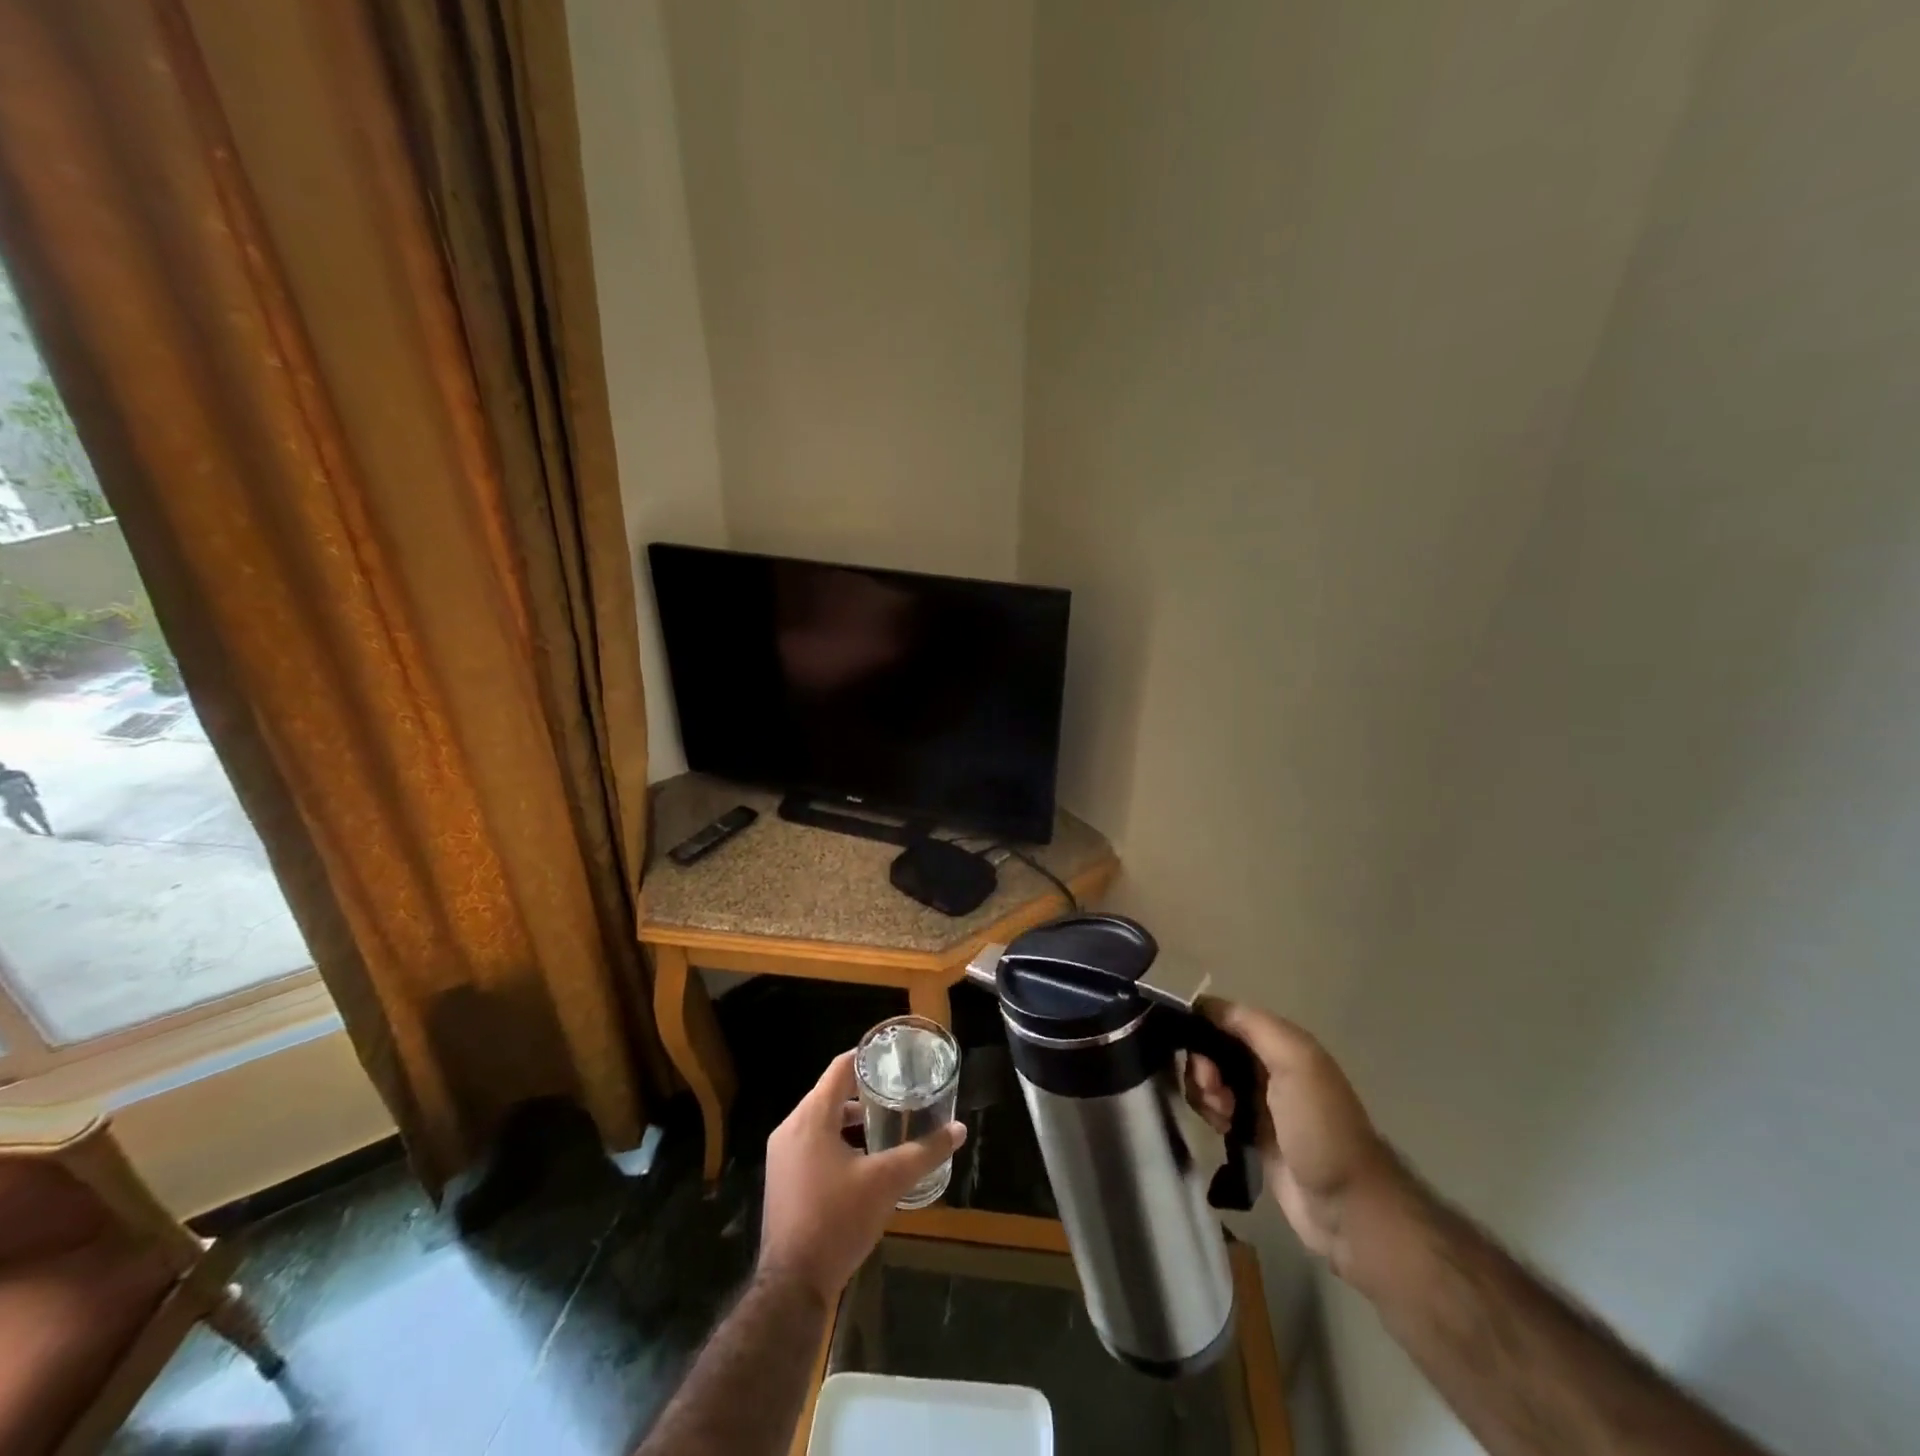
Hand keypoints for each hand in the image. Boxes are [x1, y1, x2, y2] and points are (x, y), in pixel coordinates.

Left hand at [758, 1049, 967, 1303]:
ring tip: (886, 1125)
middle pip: (829, 1094)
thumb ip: (923, 1153)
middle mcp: (790, 1128)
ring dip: (850, 1119)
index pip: (839, 1068)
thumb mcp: (887, 1182)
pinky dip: (836, 1140)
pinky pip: (811, 1144)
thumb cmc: (837, 1220)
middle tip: (898, 1091)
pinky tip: (862, 1160)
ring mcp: (781, 1156)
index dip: (867, 1057)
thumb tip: (959, 1130)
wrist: (791, 1286)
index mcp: (811, 1117)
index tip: (894, 1056)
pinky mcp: (782, 1179)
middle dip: (863, 1091)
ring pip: (820, 1121)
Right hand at [1185, 1000, 1397, 1275]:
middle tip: (1213, 1090)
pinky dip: (1209, 1111)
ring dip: (1204, 1091)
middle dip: (1203, 1064)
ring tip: (1221, 1115)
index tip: (1196, 1051)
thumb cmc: (1320, 1127)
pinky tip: (1220, 1127)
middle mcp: (1268, 1065)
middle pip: (1214, 1047)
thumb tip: (1205, 1006)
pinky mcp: (1250, 1132)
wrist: (1346, 1206)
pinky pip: (1215, 1107)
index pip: (1226, 1016)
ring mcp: (1259, 1100)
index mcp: (1282, 1043)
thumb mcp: (1296, 1063)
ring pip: (1211, 1078)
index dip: (1204, 1027)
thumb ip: (1253, 1026)